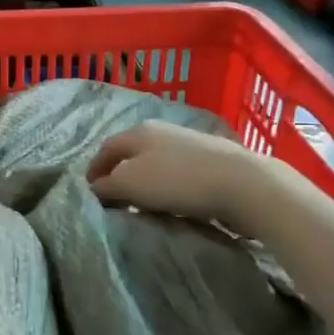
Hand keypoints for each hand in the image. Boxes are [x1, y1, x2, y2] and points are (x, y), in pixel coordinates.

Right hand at [87, 120, 274, 226]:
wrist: (243, 184)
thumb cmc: (178, 181)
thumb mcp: (130, 184)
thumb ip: (107, 186)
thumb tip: (96, 188)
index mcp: (139, 131)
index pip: (107, 148)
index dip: (94, 169)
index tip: (89, 191)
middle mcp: (162, 130)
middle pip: (132, 153)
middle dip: (119, 174)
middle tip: (114, 200)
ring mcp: (190, 143)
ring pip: (156, 162)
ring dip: (145, 181)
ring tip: (143, 204)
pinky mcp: (213, 159)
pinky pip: (178, 172)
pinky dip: (168, 185)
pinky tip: (173, 201)